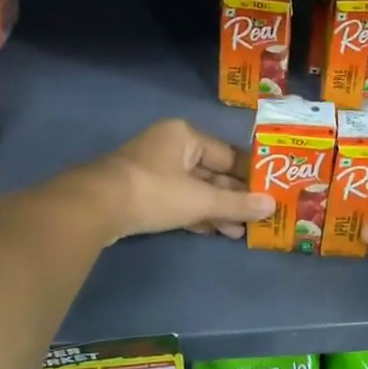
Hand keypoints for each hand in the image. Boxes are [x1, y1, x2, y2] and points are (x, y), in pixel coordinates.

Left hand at [80, 119, 272, 241]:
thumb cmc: (155, 192)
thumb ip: (236, 204)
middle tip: (256, 219)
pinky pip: (177, 200)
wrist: (96, 207)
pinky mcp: (141, 192)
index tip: (269, 195)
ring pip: (194, 189)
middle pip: (211, 172)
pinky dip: (195, 214)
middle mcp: (169, 146)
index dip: (249, 176)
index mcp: (185, 135)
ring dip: (216, 210)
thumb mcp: (201, 199)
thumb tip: (271, 206)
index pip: (228, 154)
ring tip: (239, 232)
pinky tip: (213, 231)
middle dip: (233, 198)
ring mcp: (152, 169)